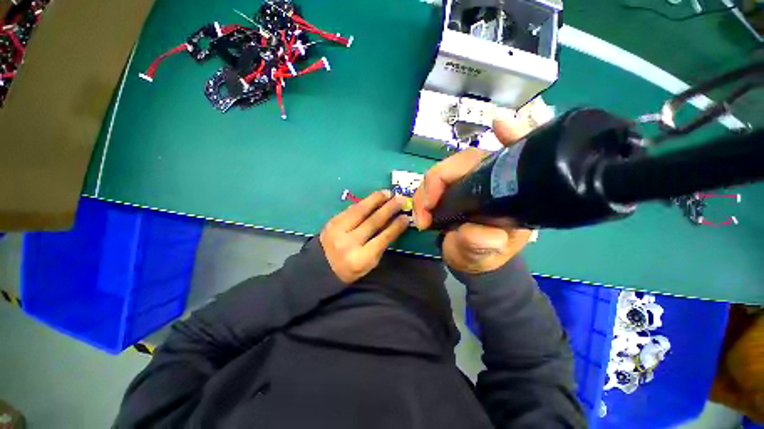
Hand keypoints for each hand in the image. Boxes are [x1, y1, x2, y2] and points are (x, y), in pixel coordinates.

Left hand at [321, 190, 409, 283]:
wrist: (321, 266)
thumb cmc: (351, 268)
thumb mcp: (370, 262)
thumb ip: (381, 244)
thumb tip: (393, 223)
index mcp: (361, 258)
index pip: (383, 238)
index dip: (396, 226)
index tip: (406, 217)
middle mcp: (349, 243)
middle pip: (372, 222)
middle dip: (389, 209)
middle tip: (400, 199)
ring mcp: (338, 230)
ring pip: (360, 211)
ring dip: (376, 200)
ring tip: (388, 193)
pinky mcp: (332, 221)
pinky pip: (351, 209)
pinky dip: (364, 202)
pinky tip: (374, 197)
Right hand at [413, 116, 533, 273]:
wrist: (468, 259)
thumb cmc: (483, 256)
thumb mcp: (485, 255)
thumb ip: (481, 245)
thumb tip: (475, 231)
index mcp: (509, 192)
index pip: (514, 157)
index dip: (513, 136)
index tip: (499, 125)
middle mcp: (488, 180)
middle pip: (464, 161)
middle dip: (438, 179)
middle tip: (425, 208)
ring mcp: (466, 182)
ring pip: (442, 170)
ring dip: (425, 189)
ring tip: (421, 216)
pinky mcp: (448, 188)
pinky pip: (431, 182)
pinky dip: (421, 193)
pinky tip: (419, 209)